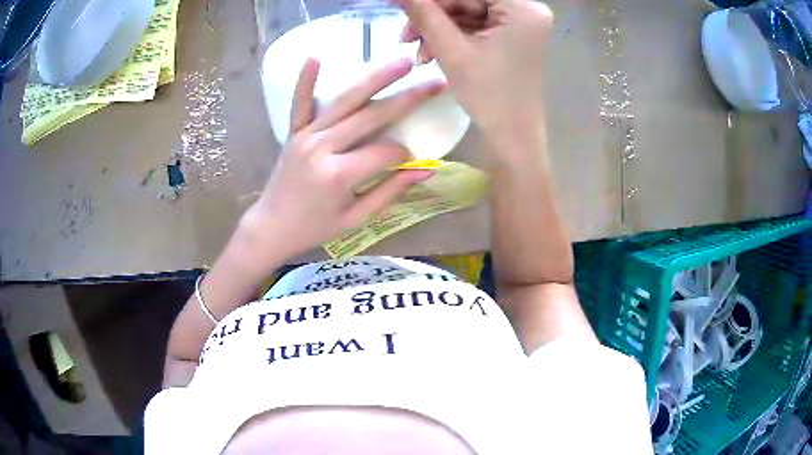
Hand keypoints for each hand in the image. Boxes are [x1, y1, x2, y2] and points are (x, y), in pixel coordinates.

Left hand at [240, 57, 443, 262]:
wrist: (271, 227)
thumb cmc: (315, 228)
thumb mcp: (356, 217)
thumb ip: (390, 191)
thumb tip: (426, 169)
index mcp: (338, 175)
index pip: (384, 152)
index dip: (403, 154)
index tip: (410, 159)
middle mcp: (321, 148)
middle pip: (370, 117)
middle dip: (407, 99)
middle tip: (434, 82)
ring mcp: (304, 136)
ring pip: (344, 101)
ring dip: (375, 79)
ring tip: (402, 62)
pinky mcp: (292, 132)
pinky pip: (300, 103)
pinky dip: (306, 81)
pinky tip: (315, 57)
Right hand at [395, 0, 552, 139]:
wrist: (512, 135)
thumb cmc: (489, 95)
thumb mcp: (452, 50)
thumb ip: (424, 13)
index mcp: (523, 8)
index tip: (405, 5)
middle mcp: (527, 10)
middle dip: (434, 14)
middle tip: (405, 33)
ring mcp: (520, 23)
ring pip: (469, 11)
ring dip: (438, 27)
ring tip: (416, 50)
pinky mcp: (512, 35)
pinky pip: (476, 24)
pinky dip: (453, 35)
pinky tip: (431, 51)